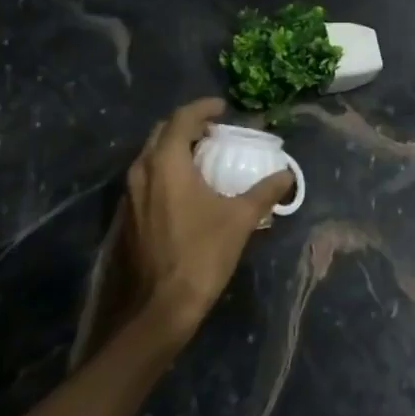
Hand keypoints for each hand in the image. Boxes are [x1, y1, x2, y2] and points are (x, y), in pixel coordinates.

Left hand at [121, 98, 292, 342]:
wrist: (159, 308)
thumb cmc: (201, 254)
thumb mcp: (240, 219)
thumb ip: (265, 192)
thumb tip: (287, 174)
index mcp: (166, 162)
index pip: (182, 118)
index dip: (204, 108)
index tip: (224, 108)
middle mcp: (142, 170)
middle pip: (162, 132)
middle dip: (187, 125)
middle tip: (214, 131)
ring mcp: (130, 194)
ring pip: (151, 155)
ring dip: (175, 147)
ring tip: (203, 155)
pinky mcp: (127, 215)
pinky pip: (146, 176)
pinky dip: (166, 169)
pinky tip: (187, 186)